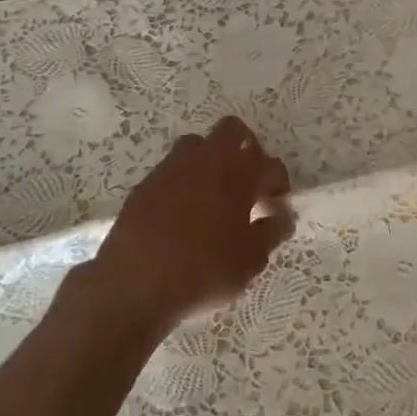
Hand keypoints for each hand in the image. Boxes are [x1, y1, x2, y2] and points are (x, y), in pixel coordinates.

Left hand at [83, 116, 293, 337]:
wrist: (134, 284)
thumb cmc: (203, 271)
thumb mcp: (249, 260)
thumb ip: (270, 233)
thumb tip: (282, 217)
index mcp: (238, 174)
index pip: (270, 165)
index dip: (279, 184)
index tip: (276, 206)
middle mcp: (206, 160)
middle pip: (233, 131)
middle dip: (247, 150)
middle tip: (249, 183)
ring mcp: (172, 168)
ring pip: (199, 145)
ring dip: (212, 160)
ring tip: (215, 194)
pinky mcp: (146, 183)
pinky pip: (173, 169)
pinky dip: (185, 180)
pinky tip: (184, 212)